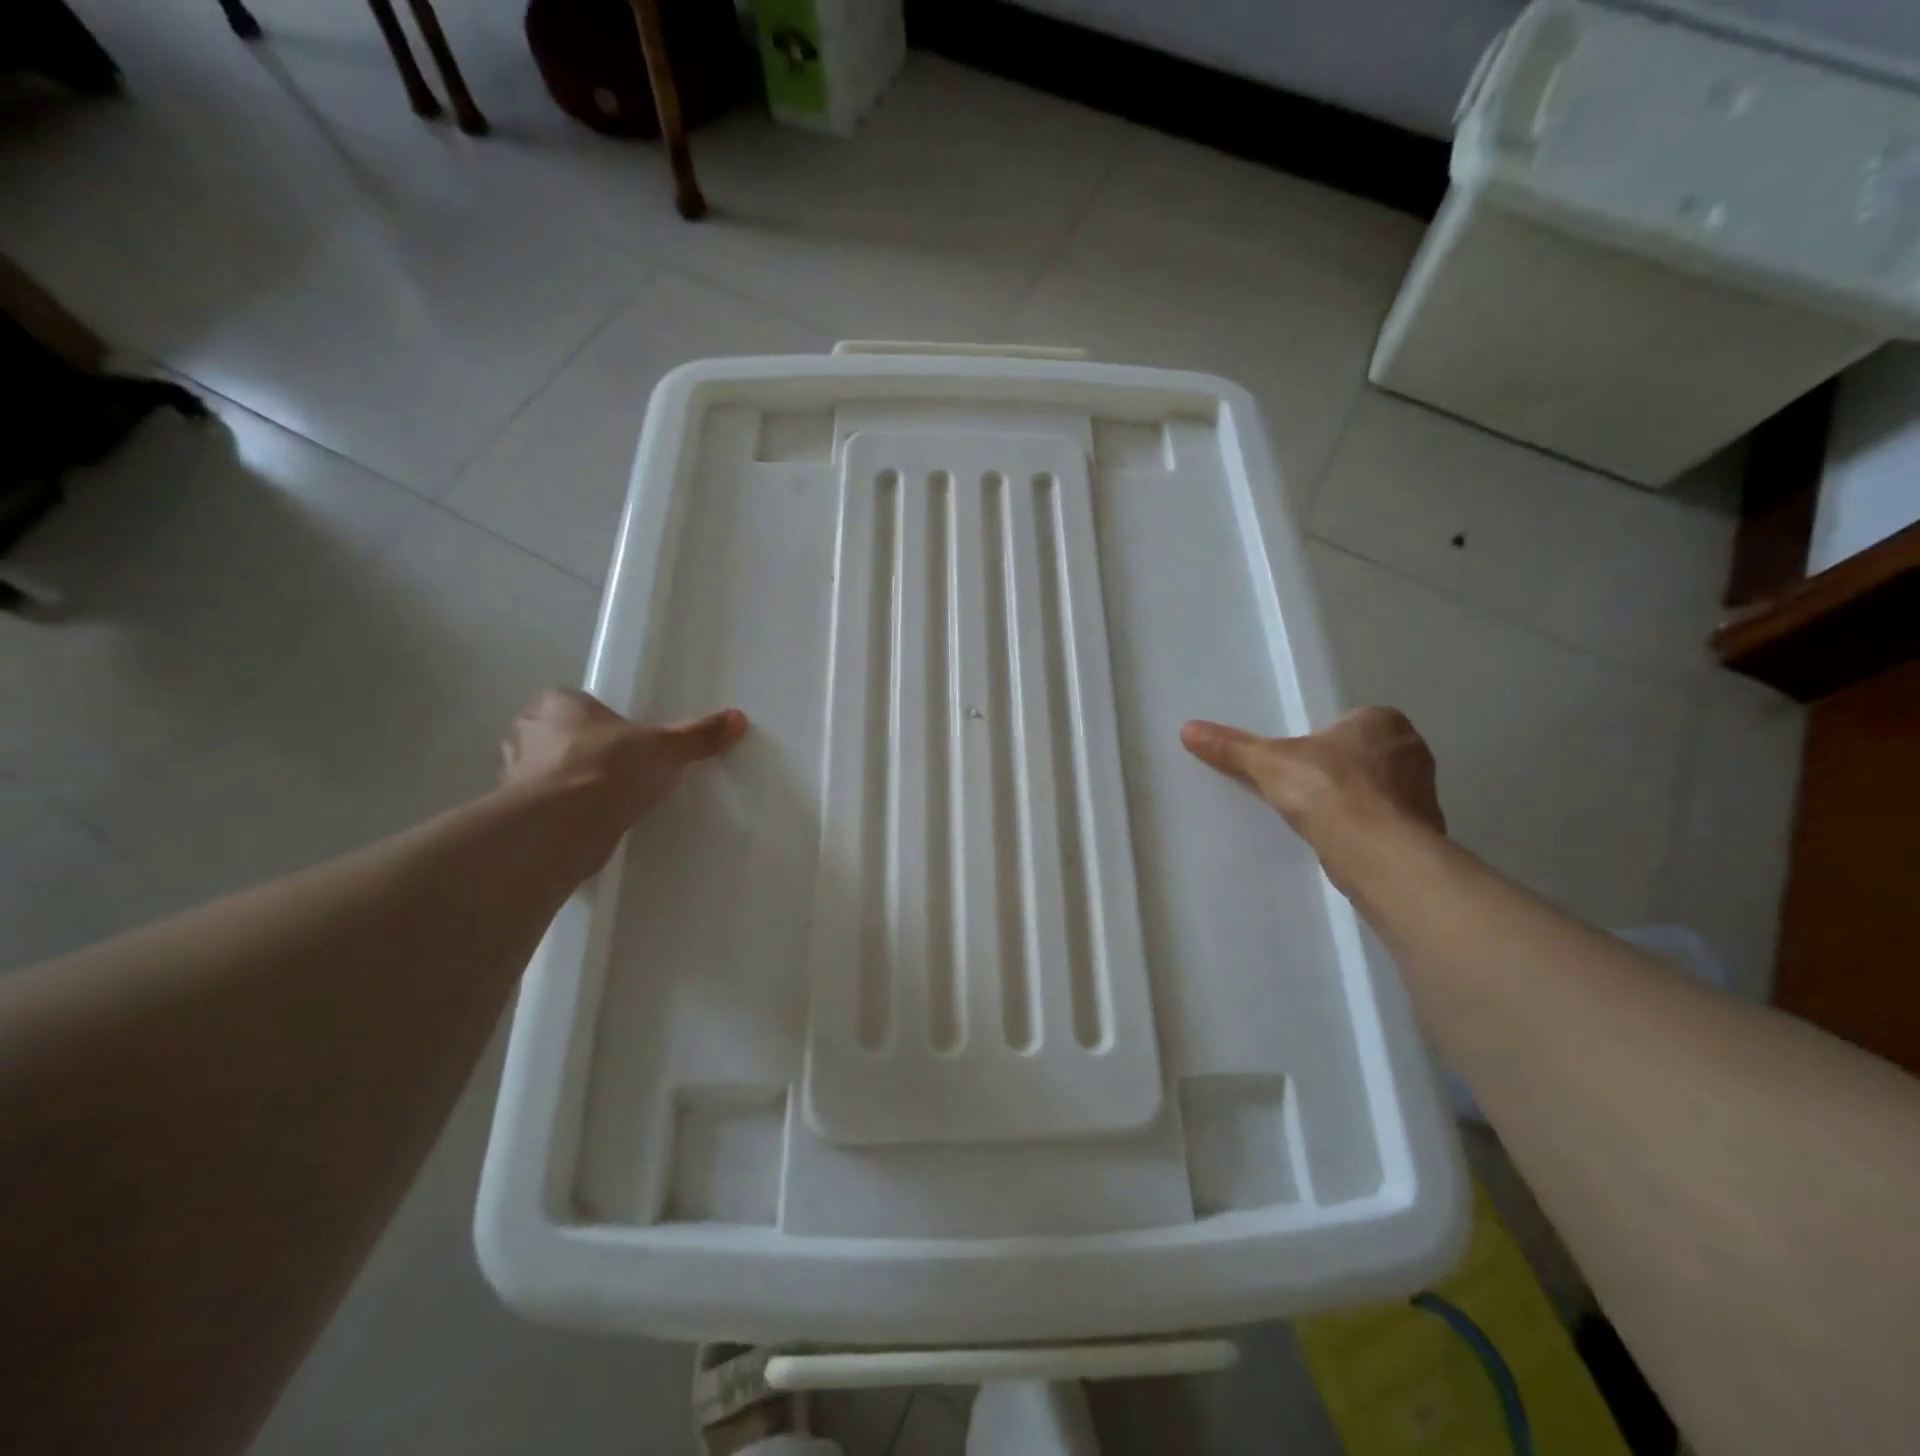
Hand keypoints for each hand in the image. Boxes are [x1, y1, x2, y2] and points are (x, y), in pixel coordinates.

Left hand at [499, 689, 746, 861]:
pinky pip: (545, 807)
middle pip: (557, 736)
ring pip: (547, 772)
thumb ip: (697, 735)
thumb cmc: (607, 769)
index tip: (622, 738)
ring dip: (568, 783)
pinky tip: (590, 824)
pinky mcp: (516, 814)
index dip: (597, 719)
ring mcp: (513, 775)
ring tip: (606, 798)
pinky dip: (563, 814)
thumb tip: (738, 718)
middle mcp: (525, 732)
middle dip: (581, 750)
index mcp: (554, 704)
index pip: (571, 702)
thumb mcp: (664, 748)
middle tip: (618, 767)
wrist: (563, 827)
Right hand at [1179, 707, 1444, 892]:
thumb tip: (1187, 729)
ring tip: (1322, 819)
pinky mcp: (1425, 829)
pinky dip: (1370, 829)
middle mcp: (1411, 748)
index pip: (1349, 724)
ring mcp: (1424, 791)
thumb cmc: (1327, 790)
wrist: (1377, 851)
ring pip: (1380, 790)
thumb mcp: (1268, 763)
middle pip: (1365, 755)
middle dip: (1341, 771)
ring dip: (1358, 801)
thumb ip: (1231, 747)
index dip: (1323, 743)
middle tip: (1306, 791)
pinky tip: (1344, 842)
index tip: (1300, 765)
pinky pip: (1389, 821)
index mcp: (1382, 720)